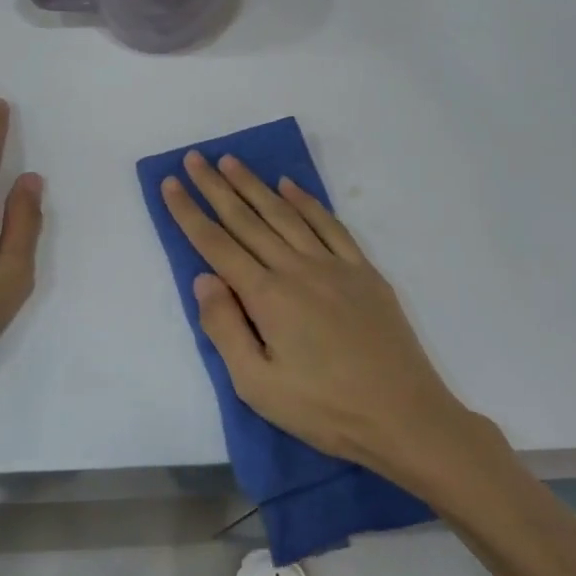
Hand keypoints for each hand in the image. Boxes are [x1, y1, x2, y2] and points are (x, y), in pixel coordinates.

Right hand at [161, 150, 474, 488]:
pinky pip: (330, 224)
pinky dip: (307, 201)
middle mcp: (296, 269)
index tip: (170, 184)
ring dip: (255, 185)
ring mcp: (333, 265)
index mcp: (267, 297)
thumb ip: (225, 328)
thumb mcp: (257, 385)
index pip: (216, 245)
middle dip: (215, 187)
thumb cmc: (324, 410)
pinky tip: (290, 186)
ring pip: (285, 214)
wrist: (405, 417)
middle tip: (194, 158)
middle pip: (247, 219)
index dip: (189, 213)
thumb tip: (203, 279)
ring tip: (231, 161)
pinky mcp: (363, 271)